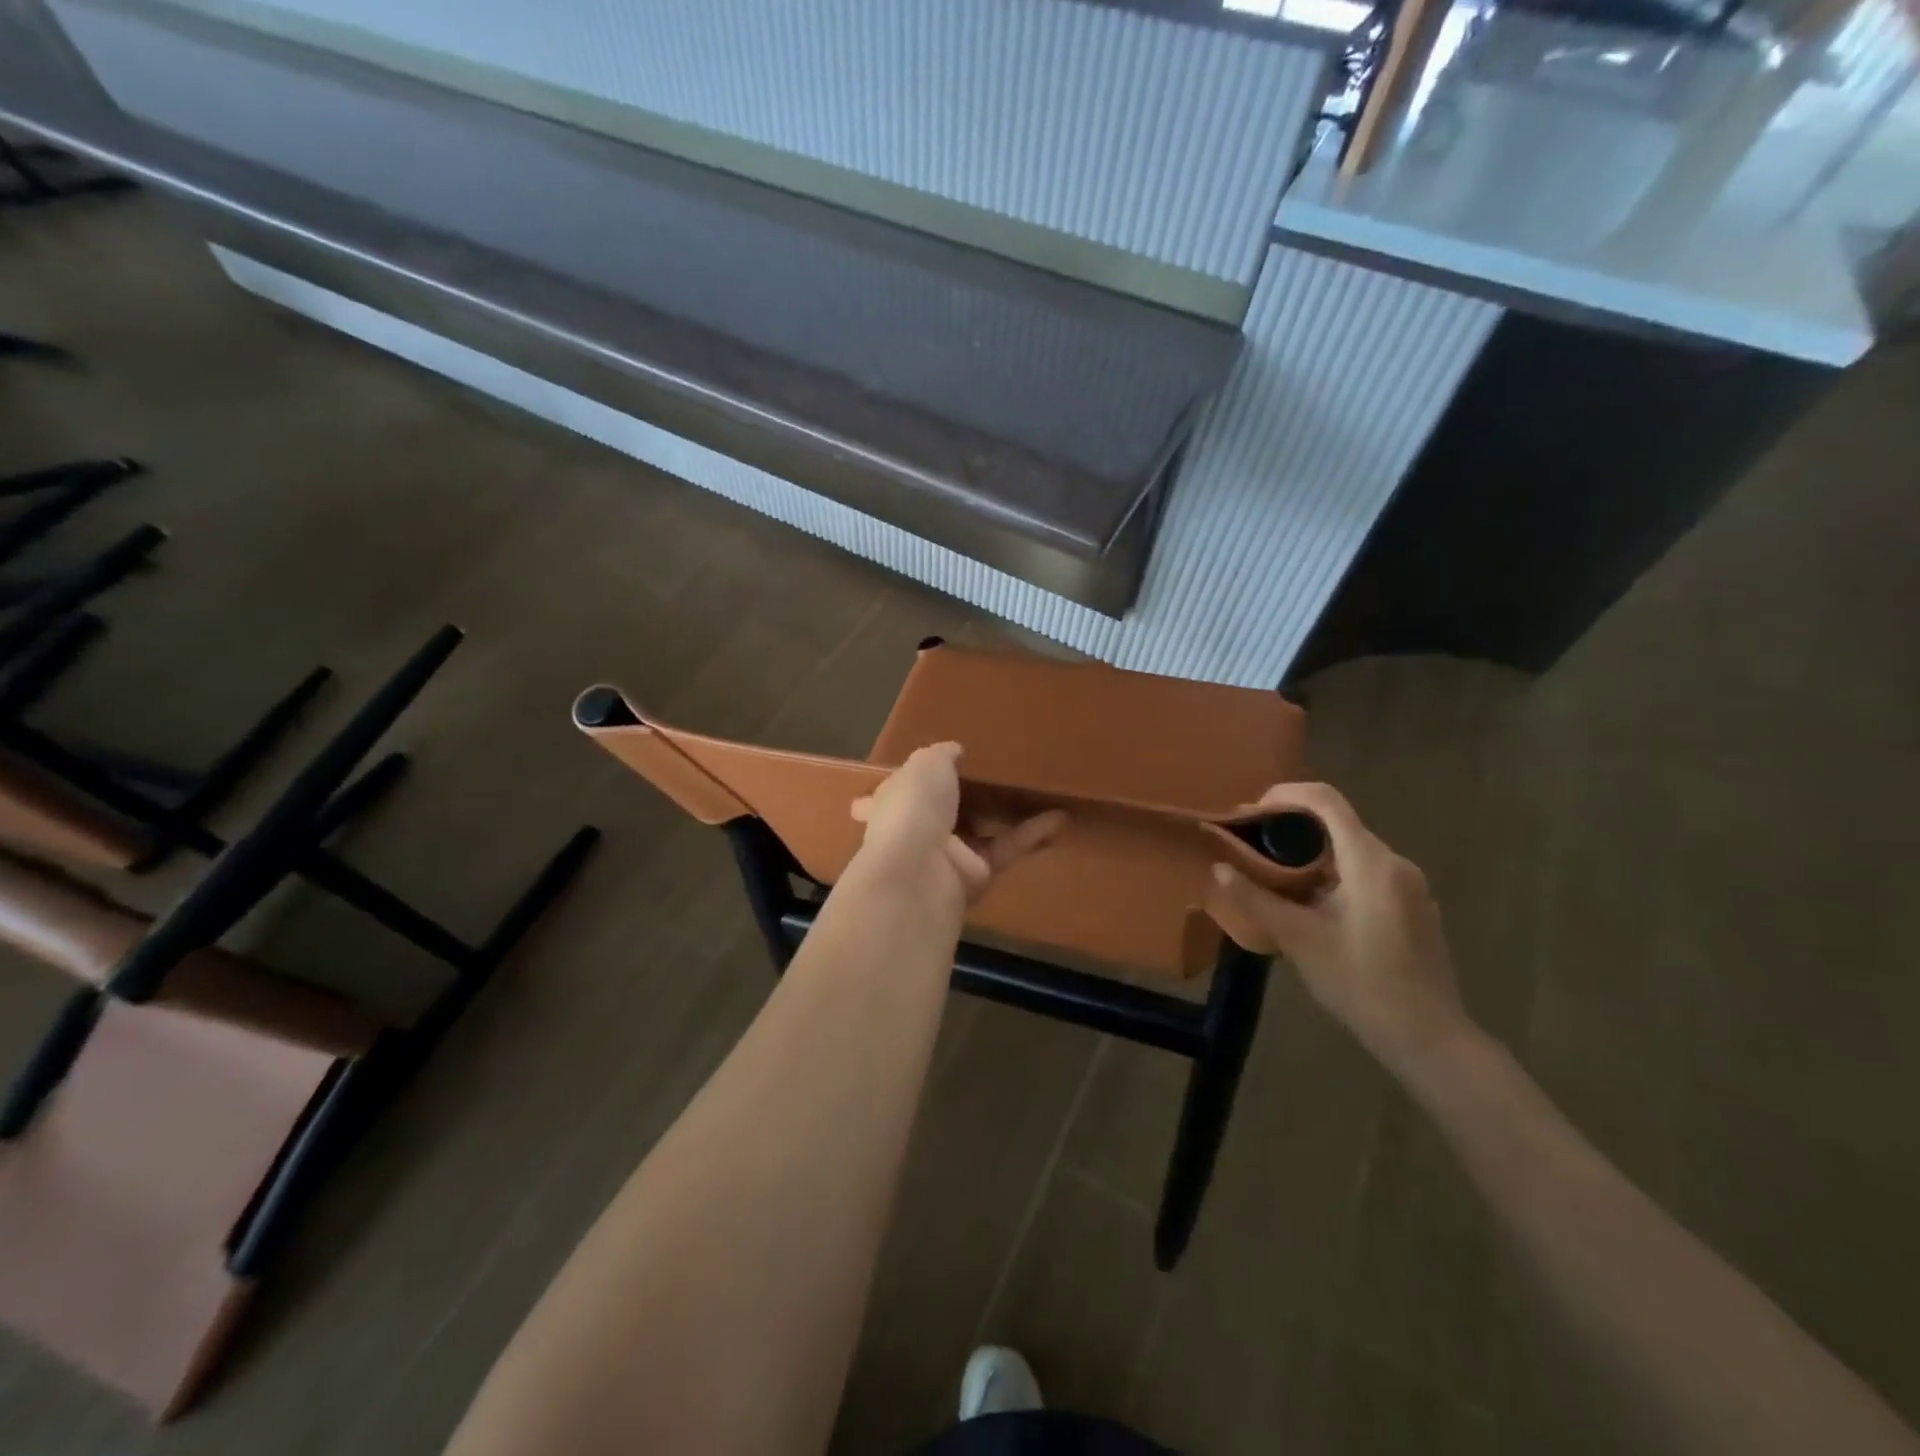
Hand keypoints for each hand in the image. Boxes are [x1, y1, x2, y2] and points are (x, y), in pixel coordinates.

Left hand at [851, 743, 1065, 906]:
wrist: (919, 872)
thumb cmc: (913, 808)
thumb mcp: (926, 763)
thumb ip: (942, 754)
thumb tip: (955, 751)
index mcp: (892, 802)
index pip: (900, 790)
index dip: (913, 779)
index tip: (934, 766)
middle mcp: (915, 830)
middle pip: (943, 811)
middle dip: (966, 796)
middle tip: (1000, 773)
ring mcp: (946, 856)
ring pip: (982, 830)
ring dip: (1008, 813)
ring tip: (1040, 790)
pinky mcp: (977, 875)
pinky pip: (1006, 848)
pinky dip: (1032, 833)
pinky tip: (1061, 817)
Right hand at [1209, 783, 1472, 1078]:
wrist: (1428, 1038)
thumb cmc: (1361, 983)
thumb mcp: (1298, 940)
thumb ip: (1255, 899)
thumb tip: (1217, 868)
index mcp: (1370, 862)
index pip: (1326, 800)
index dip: (1285, 795)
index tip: (1251, 813)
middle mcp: (1394, 863)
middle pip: (1337, 823)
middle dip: (1290, 827)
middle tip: (1253, 848)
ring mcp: (1408, 885)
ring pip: (1350, 849)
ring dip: (1310, 853)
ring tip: (1274, 878)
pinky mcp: (1413, 906)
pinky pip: (1365, 872)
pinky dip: (1332, 872)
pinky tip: (1312, 905)